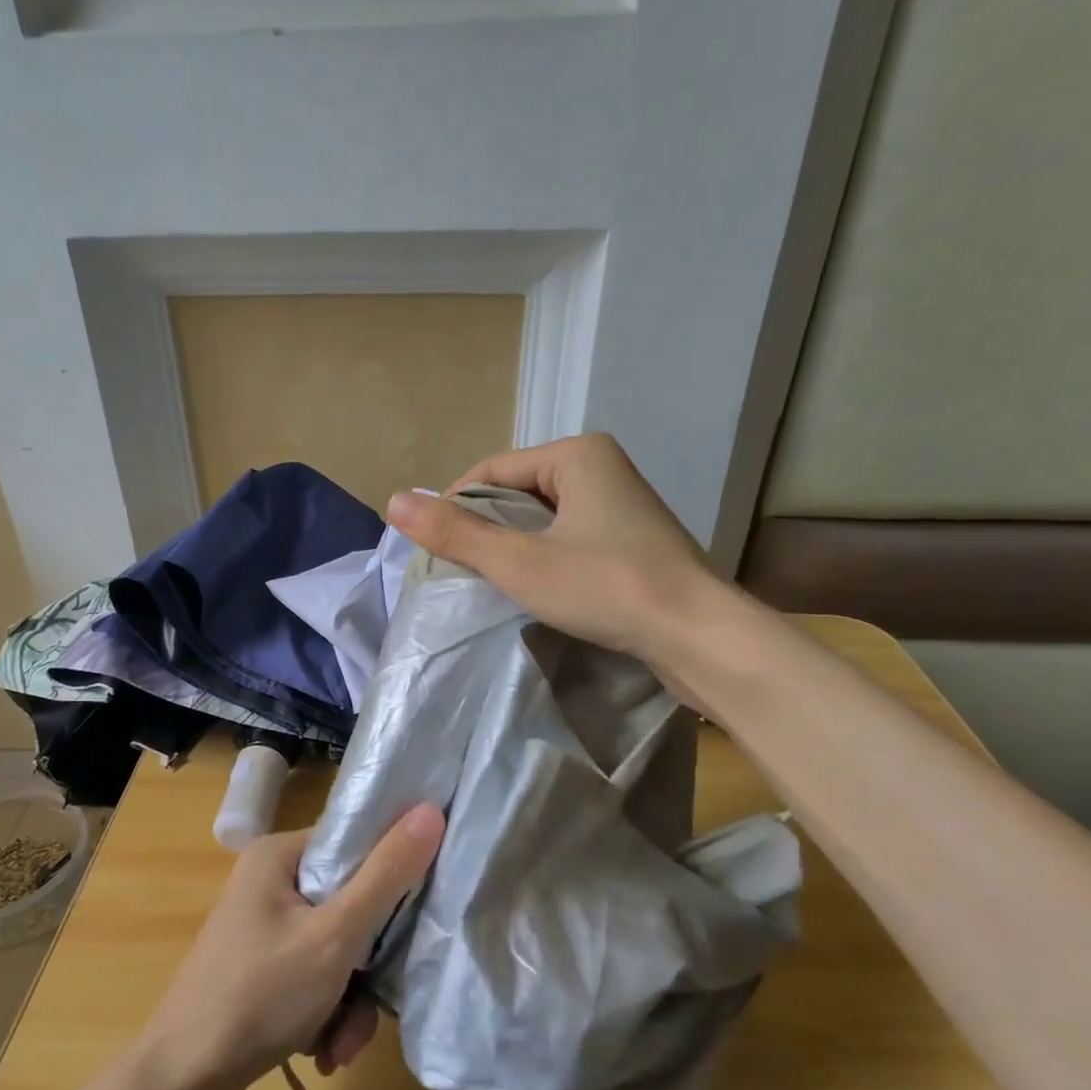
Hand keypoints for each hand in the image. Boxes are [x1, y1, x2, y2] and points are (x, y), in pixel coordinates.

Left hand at [135, 804, 444, 1089]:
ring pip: (338, 951)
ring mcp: (263, 931)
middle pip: (350, 905)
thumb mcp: (335, 935)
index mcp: (279, 856)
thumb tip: (430, 811)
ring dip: (350, 1001)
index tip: (414, 913)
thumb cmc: (259, 995)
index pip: (354, 844)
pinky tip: (323, 1052)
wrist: (179, 1088)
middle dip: (367, 966)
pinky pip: (315, 979)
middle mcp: (269, 885)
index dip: (391, 873)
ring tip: (340, 1045)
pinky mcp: (262, 973)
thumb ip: (386, 875)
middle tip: (372, 1001)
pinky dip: (327, 1014)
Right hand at [385, 433, 721, 665]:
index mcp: (577, 454)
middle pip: (516, 493)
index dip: (454, 508)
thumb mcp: (519, 561)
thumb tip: (393, 501)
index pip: (490, 471)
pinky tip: (534, 589)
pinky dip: (544, 558)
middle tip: (461, 572)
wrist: (697, 635)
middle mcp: (601, 468)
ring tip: (491, 584)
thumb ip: (456, 533)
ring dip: (513, 547)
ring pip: (543, 519)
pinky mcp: (631, 540)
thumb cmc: (606, 587)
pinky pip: (569, 538)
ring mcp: (621, 505)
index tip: (435, 552)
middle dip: (485, 530)